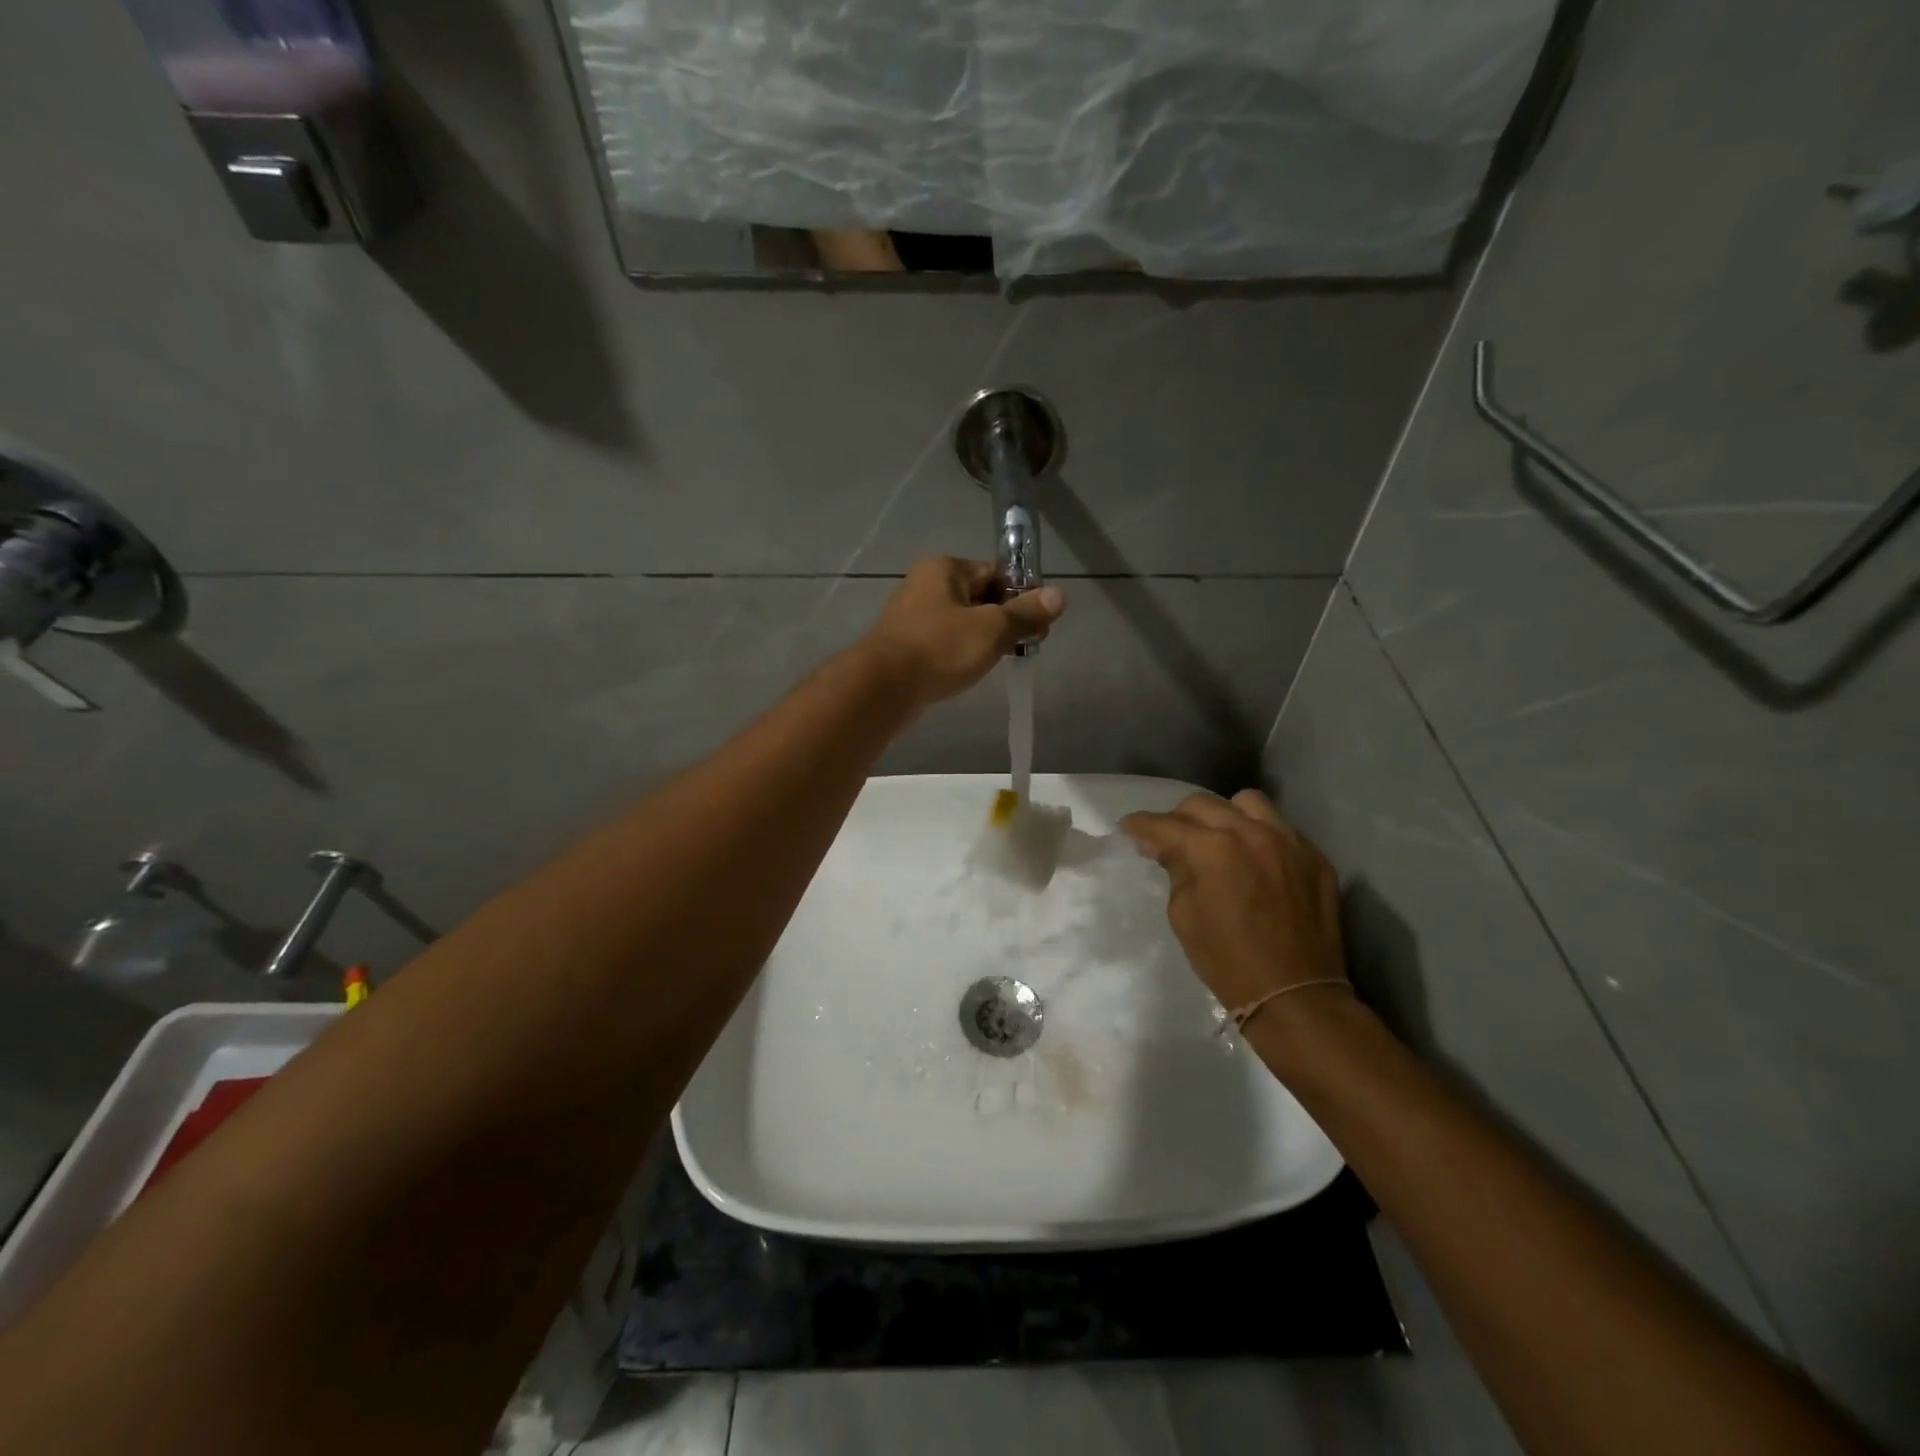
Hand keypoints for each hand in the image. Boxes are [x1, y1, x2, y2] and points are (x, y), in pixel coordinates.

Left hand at [864, 557, 1064, 705]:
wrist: (883, 687)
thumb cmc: (940, 649)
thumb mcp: (992, 629)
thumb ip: (1026, 613)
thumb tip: (1060, 595)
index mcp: (945, 568)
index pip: (995, 573)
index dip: (1021, 596)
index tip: (1039, 623)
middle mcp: (926, 584)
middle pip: (980, 597)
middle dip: (1004, 620)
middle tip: (1024, 645)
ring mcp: (913, 616)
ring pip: (962, 622)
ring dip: (983, 639)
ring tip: (1000, 660)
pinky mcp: (907, 645)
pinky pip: (945, 642)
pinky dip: (961, 652)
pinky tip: (970, 671)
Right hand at [1122, 790, 1346, 1016]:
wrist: (1295, 995)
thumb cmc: (1227, 961)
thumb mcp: (1184, 916)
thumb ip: (1175, 871)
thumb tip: (1166, 848)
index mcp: (1213, 848)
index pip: (1166, 824)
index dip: (1141, 825)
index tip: (1129, 828)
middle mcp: (1251, 832)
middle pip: (1203, 804)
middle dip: (1179, 818)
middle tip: (1171, 839)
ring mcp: (1289, 841)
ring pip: (1248, 803)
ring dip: (1225, 816)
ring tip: (1220, 839)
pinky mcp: (1314, 857)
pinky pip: (1281, 829)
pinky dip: (1260, 837)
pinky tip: (1256, 862)